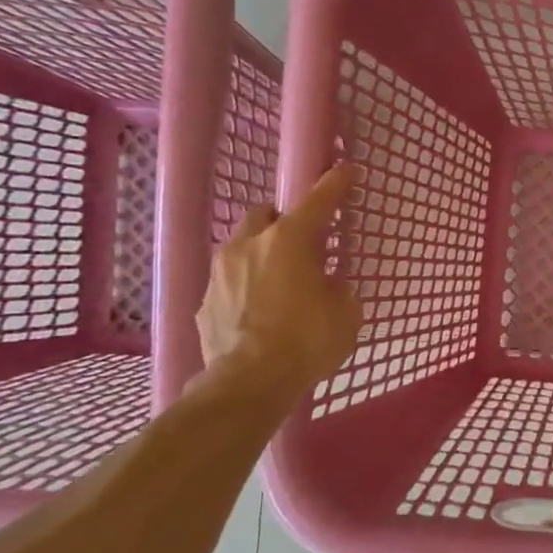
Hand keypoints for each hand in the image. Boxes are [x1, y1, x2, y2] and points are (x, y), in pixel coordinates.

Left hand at [196, 164, 362, 401]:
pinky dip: (246, 290)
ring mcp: (220, 274)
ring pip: (242, 248)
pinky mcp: (205, 303)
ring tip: (279, 283)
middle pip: (264, 215)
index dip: (335, 184)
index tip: (347, 170)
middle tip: (303, 244)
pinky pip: (229, 284)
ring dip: (261, 256)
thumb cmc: (308, 340)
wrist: (250, 383)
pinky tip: (260, 315)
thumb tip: (328, 285)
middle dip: (283, 222)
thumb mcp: (345, 313)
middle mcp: (249, 246)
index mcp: (290, 241)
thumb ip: (338, 289)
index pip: (318, 201)